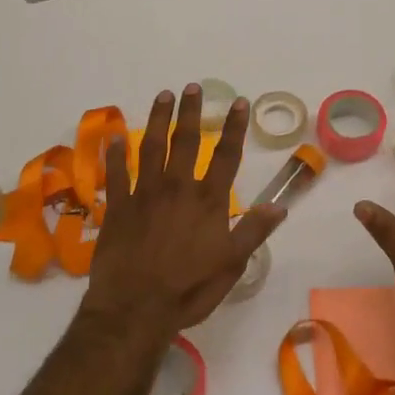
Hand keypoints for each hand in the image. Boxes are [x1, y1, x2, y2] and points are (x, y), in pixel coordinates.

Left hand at [82, 84, 283, 341]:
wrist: (135, 308)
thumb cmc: (189, 288)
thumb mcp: (232, 264)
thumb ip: (254, 231)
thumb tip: (279, 205)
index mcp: (208, 201)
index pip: (226, 155)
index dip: (233, 127)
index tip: (237, 102)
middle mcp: (177, 188)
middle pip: (186, 141)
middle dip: (191, 112)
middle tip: (192, 87)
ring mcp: (144, 194)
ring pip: (151, 147)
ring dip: (158, 119)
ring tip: (162, 96)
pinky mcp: (118, 207)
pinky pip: (116, 173)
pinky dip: (115, 154)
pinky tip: (115, 136)